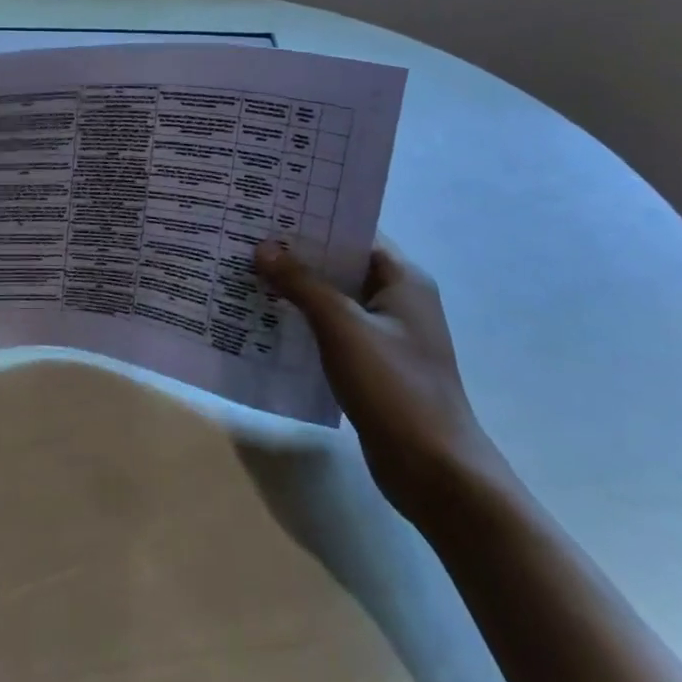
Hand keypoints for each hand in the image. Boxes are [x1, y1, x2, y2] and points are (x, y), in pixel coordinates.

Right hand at [255, 239, 506, 525]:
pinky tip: (265, 319)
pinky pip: (332, 329)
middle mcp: (397, 299)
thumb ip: (301, 283)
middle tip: (246, 237)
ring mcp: (386, 334)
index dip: (313, 219)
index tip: (268, 209)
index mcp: (402, 279)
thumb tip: (263, 247)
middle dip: (296, 253)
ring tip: (246, 272)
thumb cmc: (394, 387)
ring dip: (296, 288)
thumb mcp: (342, 326)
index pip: (354, 231)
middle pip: (340, 263)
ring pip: (333, 298)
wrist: (435, 472)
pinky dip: (303, 320)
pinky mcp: (373, 364)